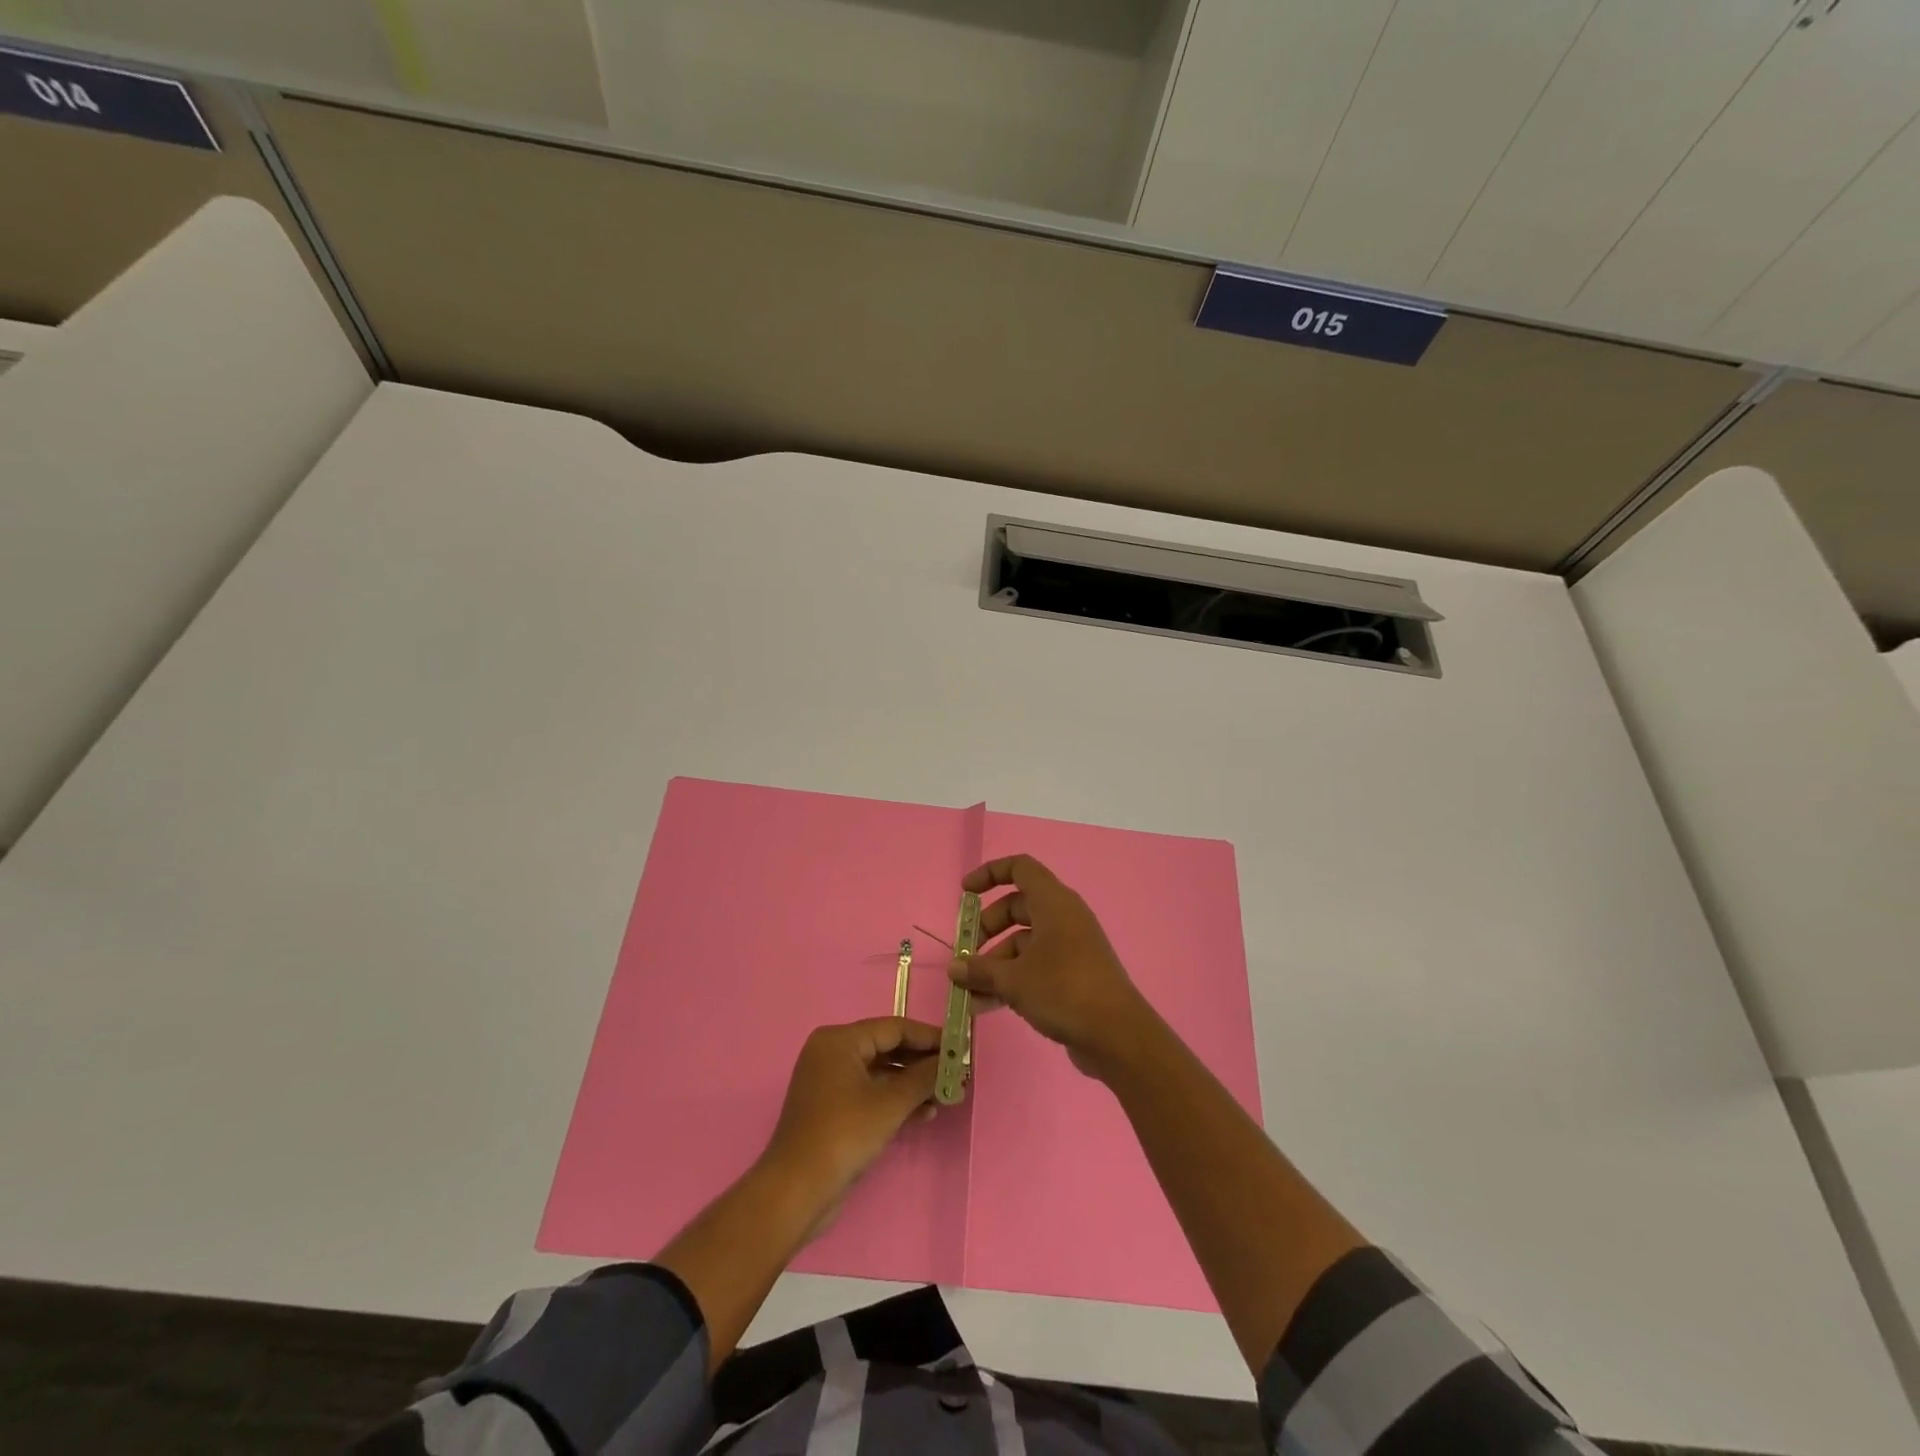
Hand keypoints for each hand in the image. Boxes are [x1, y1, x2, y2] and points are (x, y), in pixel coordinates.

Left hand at [761, 1018, 941, 1202]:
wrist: (797, 1191)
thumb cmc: (844, 1135)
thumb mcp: (890, 1104)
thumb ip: (923, 1077)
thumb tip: (951, 1062)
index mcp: (839, 1040)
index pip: (893, 1028)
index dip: (929, 1037)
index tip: (959, 1047)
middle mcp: (831, 1053)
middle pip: (887, 1048)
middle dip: (922, 1063)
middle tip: (956, 1073)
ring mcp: (829, 1082)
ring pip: (880, 1073)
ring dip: (912, 1085)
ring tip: (946, 1096)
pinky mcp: (831, 1109)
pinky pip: (870, 1093)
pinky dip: (894, 1100)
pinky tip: (924, 1113)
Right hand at [947, 855, 1157, 1079]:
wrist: (1117, 1035)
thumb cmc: (1063, 990)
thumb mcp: (1014, 979)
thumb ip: (980, 970)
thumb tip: (954, 967)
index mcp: (1054, 903)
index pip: (1020, 868)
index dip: (990, 874)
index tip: (965, 893)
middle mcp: (1064, 918)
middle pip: (1017, 908)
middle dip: (987, 929)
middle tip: (966, 954)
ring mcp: (1071, 947)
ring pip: (1024, 942)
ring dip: (995, 963)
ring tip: (969, 992)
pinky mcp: (1074, 975)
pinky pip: (1036, 966)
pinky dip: (1012, 979)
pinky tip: (987, 1006)